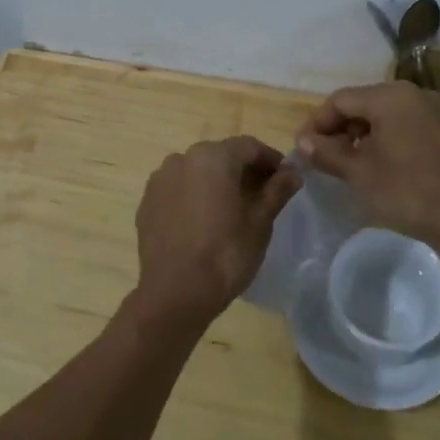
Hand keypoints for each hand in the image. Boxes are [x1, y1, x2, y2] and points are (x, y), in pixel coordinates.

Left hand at [133, 137, 301, 328]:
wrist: (175, 293)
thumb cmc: (226, 254)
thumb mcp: (260, 222)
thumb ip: (277, 191)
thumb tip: (292, 173)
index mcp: (213, 157)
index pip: (249, 146)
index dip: (270, 159)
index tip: (285, 177)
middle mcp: (182, 158)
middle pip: (221, 155)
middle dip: (243, 169)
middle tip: (262, 193)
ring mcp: (160, 179)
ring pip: (196, 171)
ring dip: (216, 181)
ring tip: (232, 207)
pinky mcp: (147, 202)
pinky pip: (177, 189)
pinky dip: (194, 195)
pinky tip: (204, 220)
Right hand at [294, 82, 439, 247]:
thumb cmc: (410, 191)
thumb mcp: (360, 174)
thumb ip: (327, 153)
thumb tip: (303, 141)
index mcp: (391, 96)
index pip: (340, 100)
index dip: (316, 123)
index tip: (303, 149)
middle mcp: (416, 94)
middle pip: (366, 104)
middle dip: (341, 129)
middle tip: (326, 158)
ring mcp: (439, 111)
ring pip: (390, 116)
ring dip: (366, 136)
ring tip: (354, 165)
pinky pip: (412, 127)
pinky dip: (392, 141)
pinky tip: (388, 168)